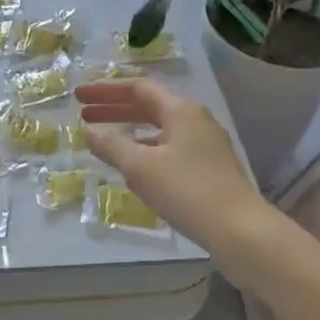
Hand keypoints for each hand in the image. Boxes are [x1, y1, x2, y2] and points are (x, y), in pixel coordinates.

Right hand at [75, 78, 263, 248]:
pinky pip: (168, 148)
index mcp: (181, 110)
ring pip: (159, 128)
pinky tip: (132, 167)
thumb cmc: (187, 191)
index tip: (79, 96)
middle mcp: (195, 120)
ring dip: (129, 129)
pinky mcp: (208, 168)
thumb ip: (111, 145)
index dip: (105, 90)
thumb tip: (89, 131)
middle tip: (84, 114)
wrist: (240, 231)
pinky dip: (145, 149)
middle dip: (115, 108)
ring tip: (103, 140)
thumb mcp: (140, 167)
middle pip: (149, 105)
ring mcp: (205, 145)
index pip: (138, 88)